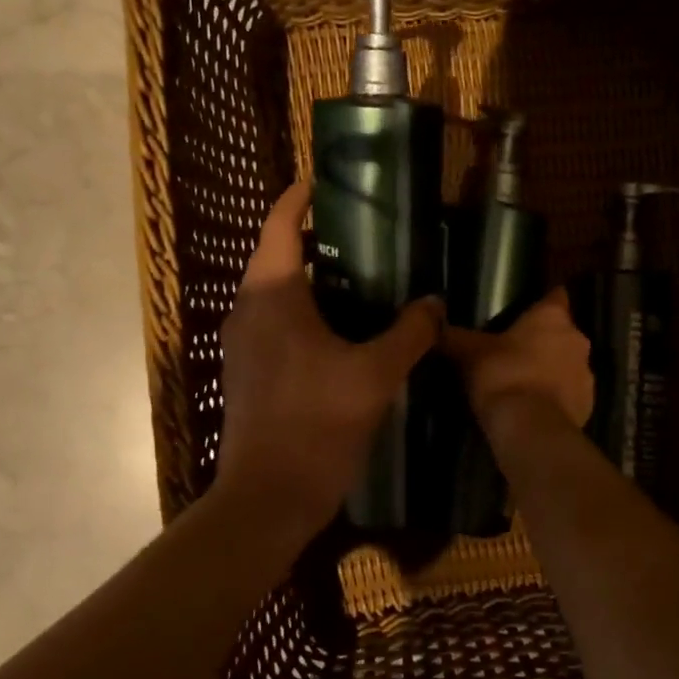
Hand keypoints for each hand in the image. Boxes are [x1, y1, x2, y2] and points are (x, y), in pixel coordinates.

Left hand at [213, 181, 442, 539]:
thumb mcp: (375, 375)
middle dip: (315, 238)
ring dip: (313, 279)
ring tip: (363, 278)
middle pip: (277, 255)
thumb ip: (409, 332)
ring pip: (276, 292)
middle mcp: (248, 309)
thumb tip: (435, 302)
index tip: (326, 181)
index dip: (299, 197)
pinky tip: (345, 329)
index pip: (279, 225)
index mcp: (272, 295)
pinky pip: (276, 322)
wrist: (267, 497)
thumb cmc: (316, 424)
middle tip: (365, 233)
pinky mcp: (247, 370)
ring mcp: (243, 342)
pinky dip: (306, 311)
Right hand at [440, 288, 593, 431]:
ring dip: (551, 369)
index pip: (555, 296)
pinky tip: (533, 407)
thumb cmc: (502, 375)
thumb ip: (454, 336)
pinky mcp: (588, 405)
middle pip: (561, 332)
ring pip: (568, 364)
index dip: (542, 301)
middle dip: (542, 339)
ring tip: (522, 381)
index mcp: (552, 317)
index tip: (526, 310)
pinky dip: (555, 397)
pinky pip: (570, 394)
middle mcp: (577, 339)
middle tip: (514, 349)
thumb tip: (434, 322)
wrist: (530, 428)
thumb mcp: (469, 352)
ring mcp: (587, 374)